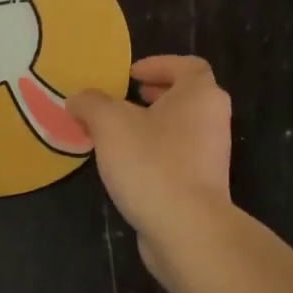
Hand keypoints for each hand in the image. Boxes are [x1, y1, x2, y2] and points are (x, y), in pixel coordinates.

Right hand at [69, 56, 232, 275]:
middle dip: (155, 95)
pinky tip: (127, 167)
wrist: (186, 228)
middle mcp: (213, 120)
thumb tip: (78, 99)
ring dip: (152, 126)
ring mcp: (211, 156)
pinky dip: (155, 154)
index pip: (188, 66)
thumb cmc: (151, 163)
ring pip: (181, 129)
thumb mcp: (110, 123)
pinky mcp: (203, 186)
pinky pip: (178, 158)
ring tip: (117, 134)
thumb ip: (91, 104)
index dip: (159, 65)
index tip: (131, 75)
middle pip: (187, 97)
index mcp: (200, 95)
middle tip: (126, 99)